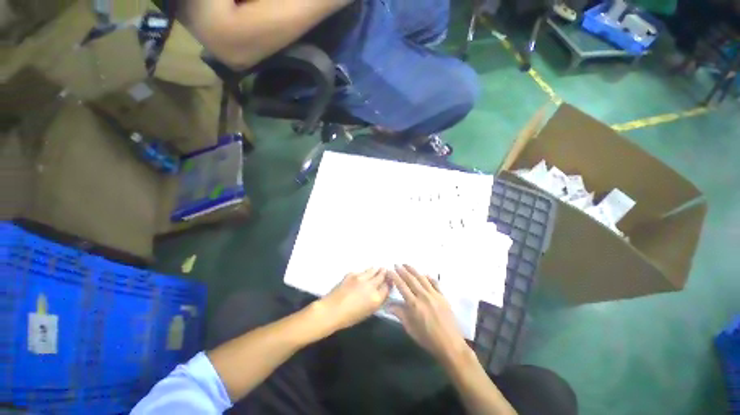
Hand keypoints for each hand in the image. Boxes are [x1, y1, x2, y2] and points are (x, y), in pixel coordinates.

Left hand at [320, 268, 390, 330]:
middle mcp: (371, 286)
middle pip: (381, 276)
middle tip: (385, 270)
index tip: (390, 280)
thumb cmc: (349, 317)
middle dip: (384, 273)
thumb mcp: (368, 312)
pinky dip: (365, 272)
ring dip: (376, 270)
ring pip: (372, 270)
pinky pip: (362, 271)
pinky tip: (365, 272)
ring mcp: (361, 278)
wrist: (331, 310)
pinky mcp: (352, 274)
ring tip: (378, 268)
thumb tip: (380, 292)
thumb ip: (377, 301)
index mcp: (376, 298)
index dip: (389, 283)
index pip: (387, 287)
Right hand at [388, 265, 467, 363]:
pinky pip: (435, 283)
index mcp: (414, 304)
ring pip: (422, 278)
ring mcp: (434, 295)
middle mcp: (423, 296)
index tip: (390, 270)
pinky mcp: (443, 296)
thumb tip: (387, 305)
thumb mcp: (410, 328)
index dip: (395, 277)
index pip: (402, 286)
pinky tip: (425, 274)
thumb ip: (399, 314)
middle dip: (402, 270)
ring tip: (407, 264)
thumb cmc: (427, 338)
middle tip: (396, 264)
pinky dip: (429, 277)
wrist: (450, 344)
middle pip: (411, 279)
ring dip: (413, 270)